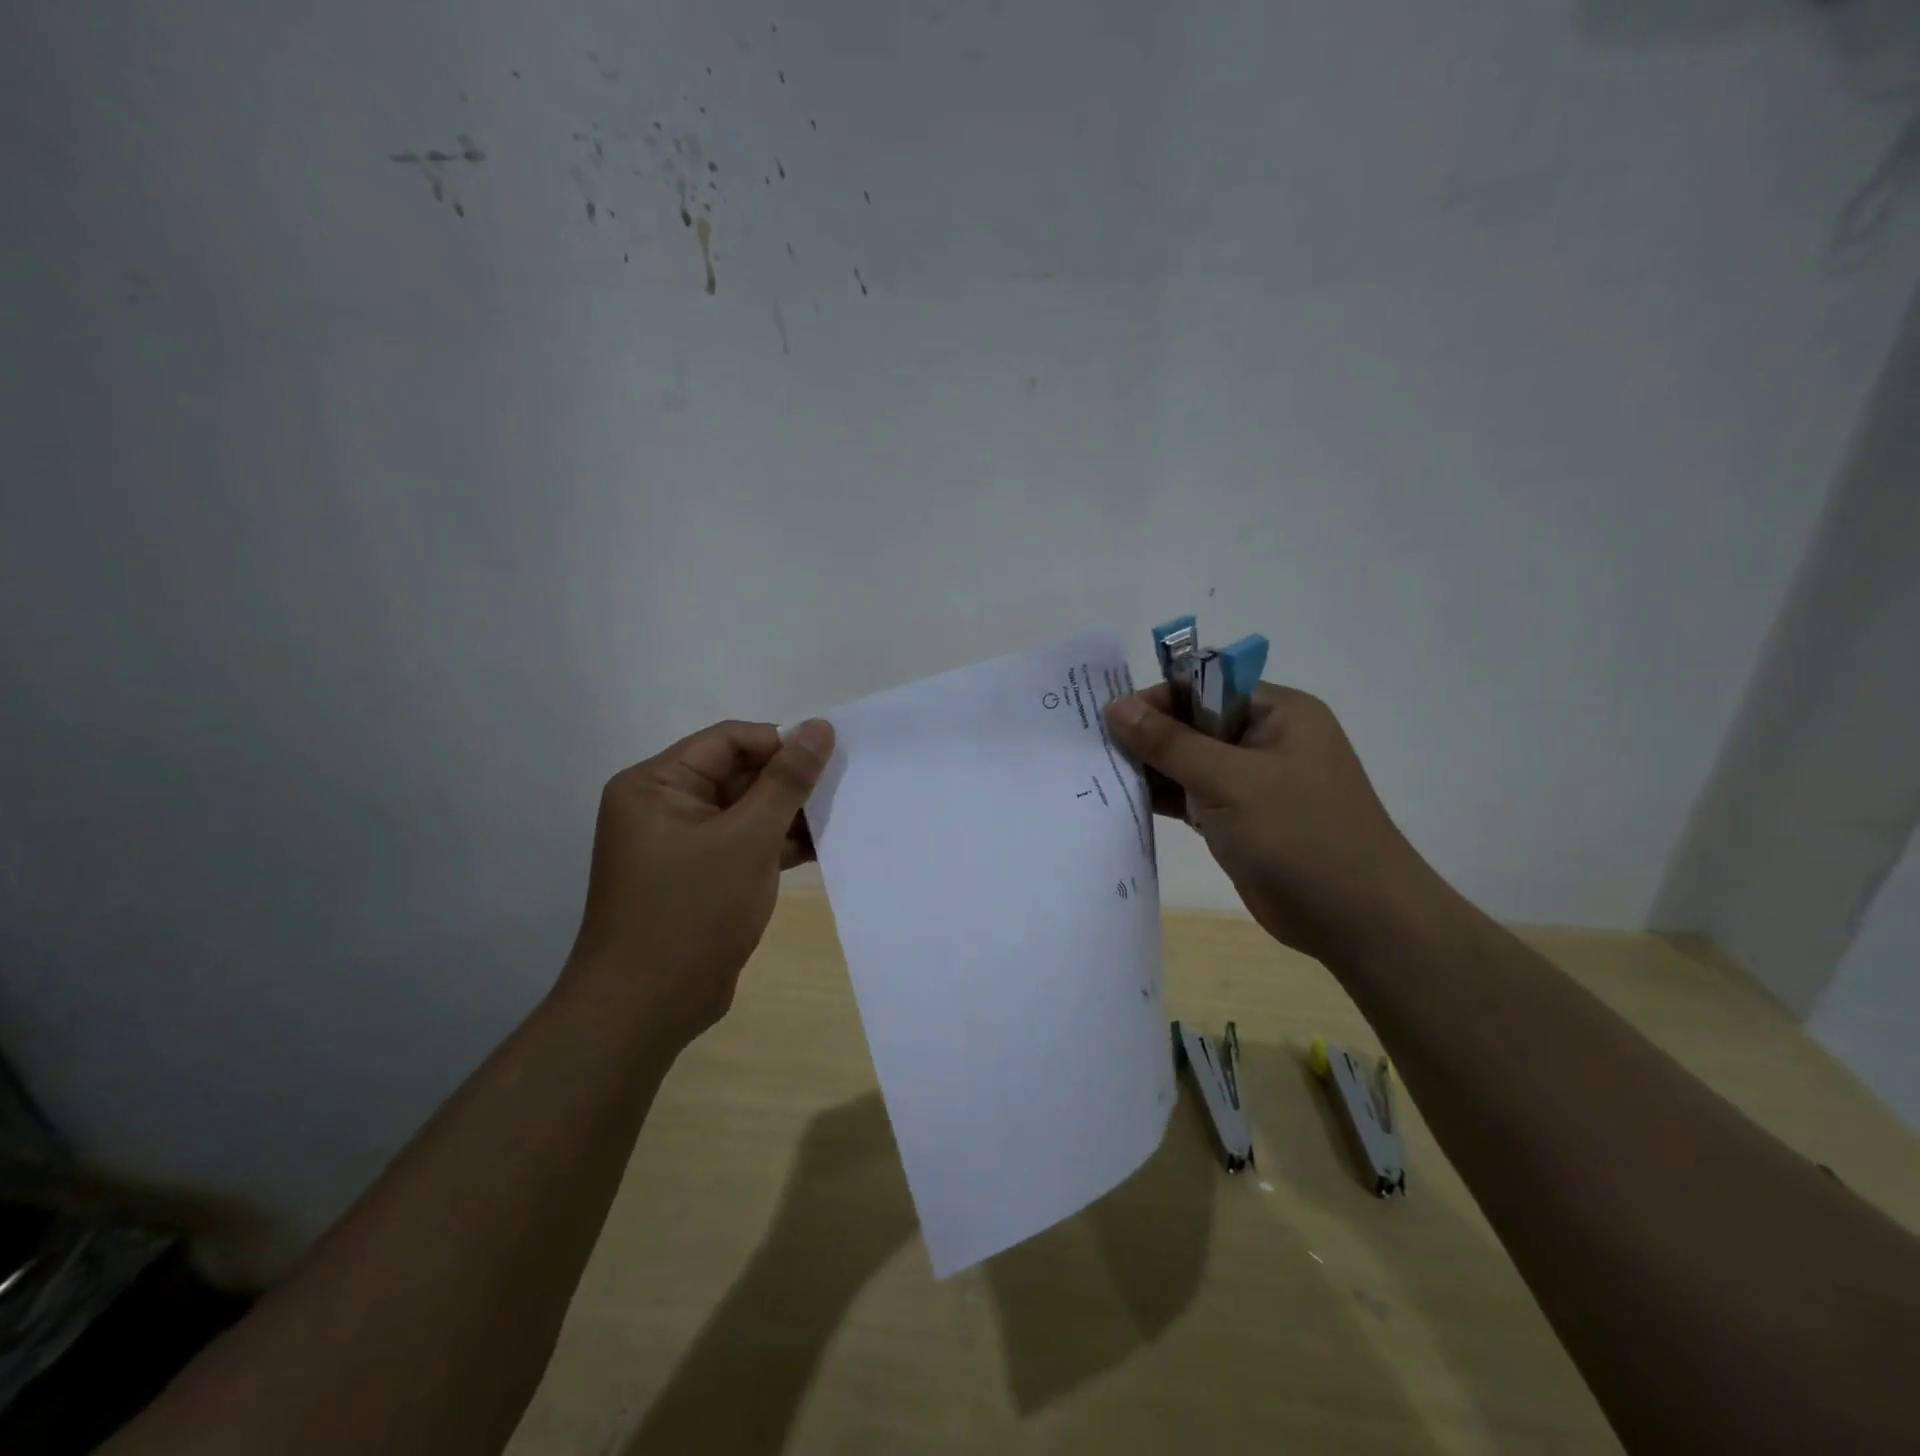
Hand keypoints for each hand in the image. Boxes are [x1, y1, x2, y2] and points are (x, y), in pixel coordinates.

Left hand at [562, 718, 834, 1045]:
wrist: (646, 1009)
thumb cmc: (693, 911)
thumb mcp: (748, 838)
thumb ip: (788, 781)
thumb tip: (820, 727)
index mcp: (656, 784)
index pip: (728, 741)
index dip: (780, 743)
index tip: (830, 758)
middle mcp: (663, 807)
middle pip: (737, 774)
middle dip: (788, 784)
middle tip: (842, 789)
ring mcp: (680, 845)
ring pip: (744, 812)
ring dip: (788, 816)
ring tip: (839, 817)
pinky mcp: (698, 877)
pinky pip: (742, 844)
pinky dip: (776, 845)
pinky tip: (821, 848)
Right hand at [1104, 683, 1435, 961]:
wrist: (1356, 919)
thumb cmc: (1300, 834)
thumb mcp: (1230, 780)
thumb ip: (1170, 743)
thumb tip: (1116, 706)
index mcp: (1277, 713)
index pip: (1205, 686)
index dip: (1158, 697)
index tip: (1110, 717)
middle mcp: (1264, 741)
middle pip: (1193, 724)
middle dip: (1148, 735)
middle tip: (1095, 747)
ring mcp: (1252, 784)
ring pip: (1189, 763)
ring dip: (1151, 769)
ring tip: (1099, 773)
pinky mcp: (1239, 821)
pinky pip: (1192, 798)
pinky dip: (1164, 799)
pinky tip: (1123, 801)